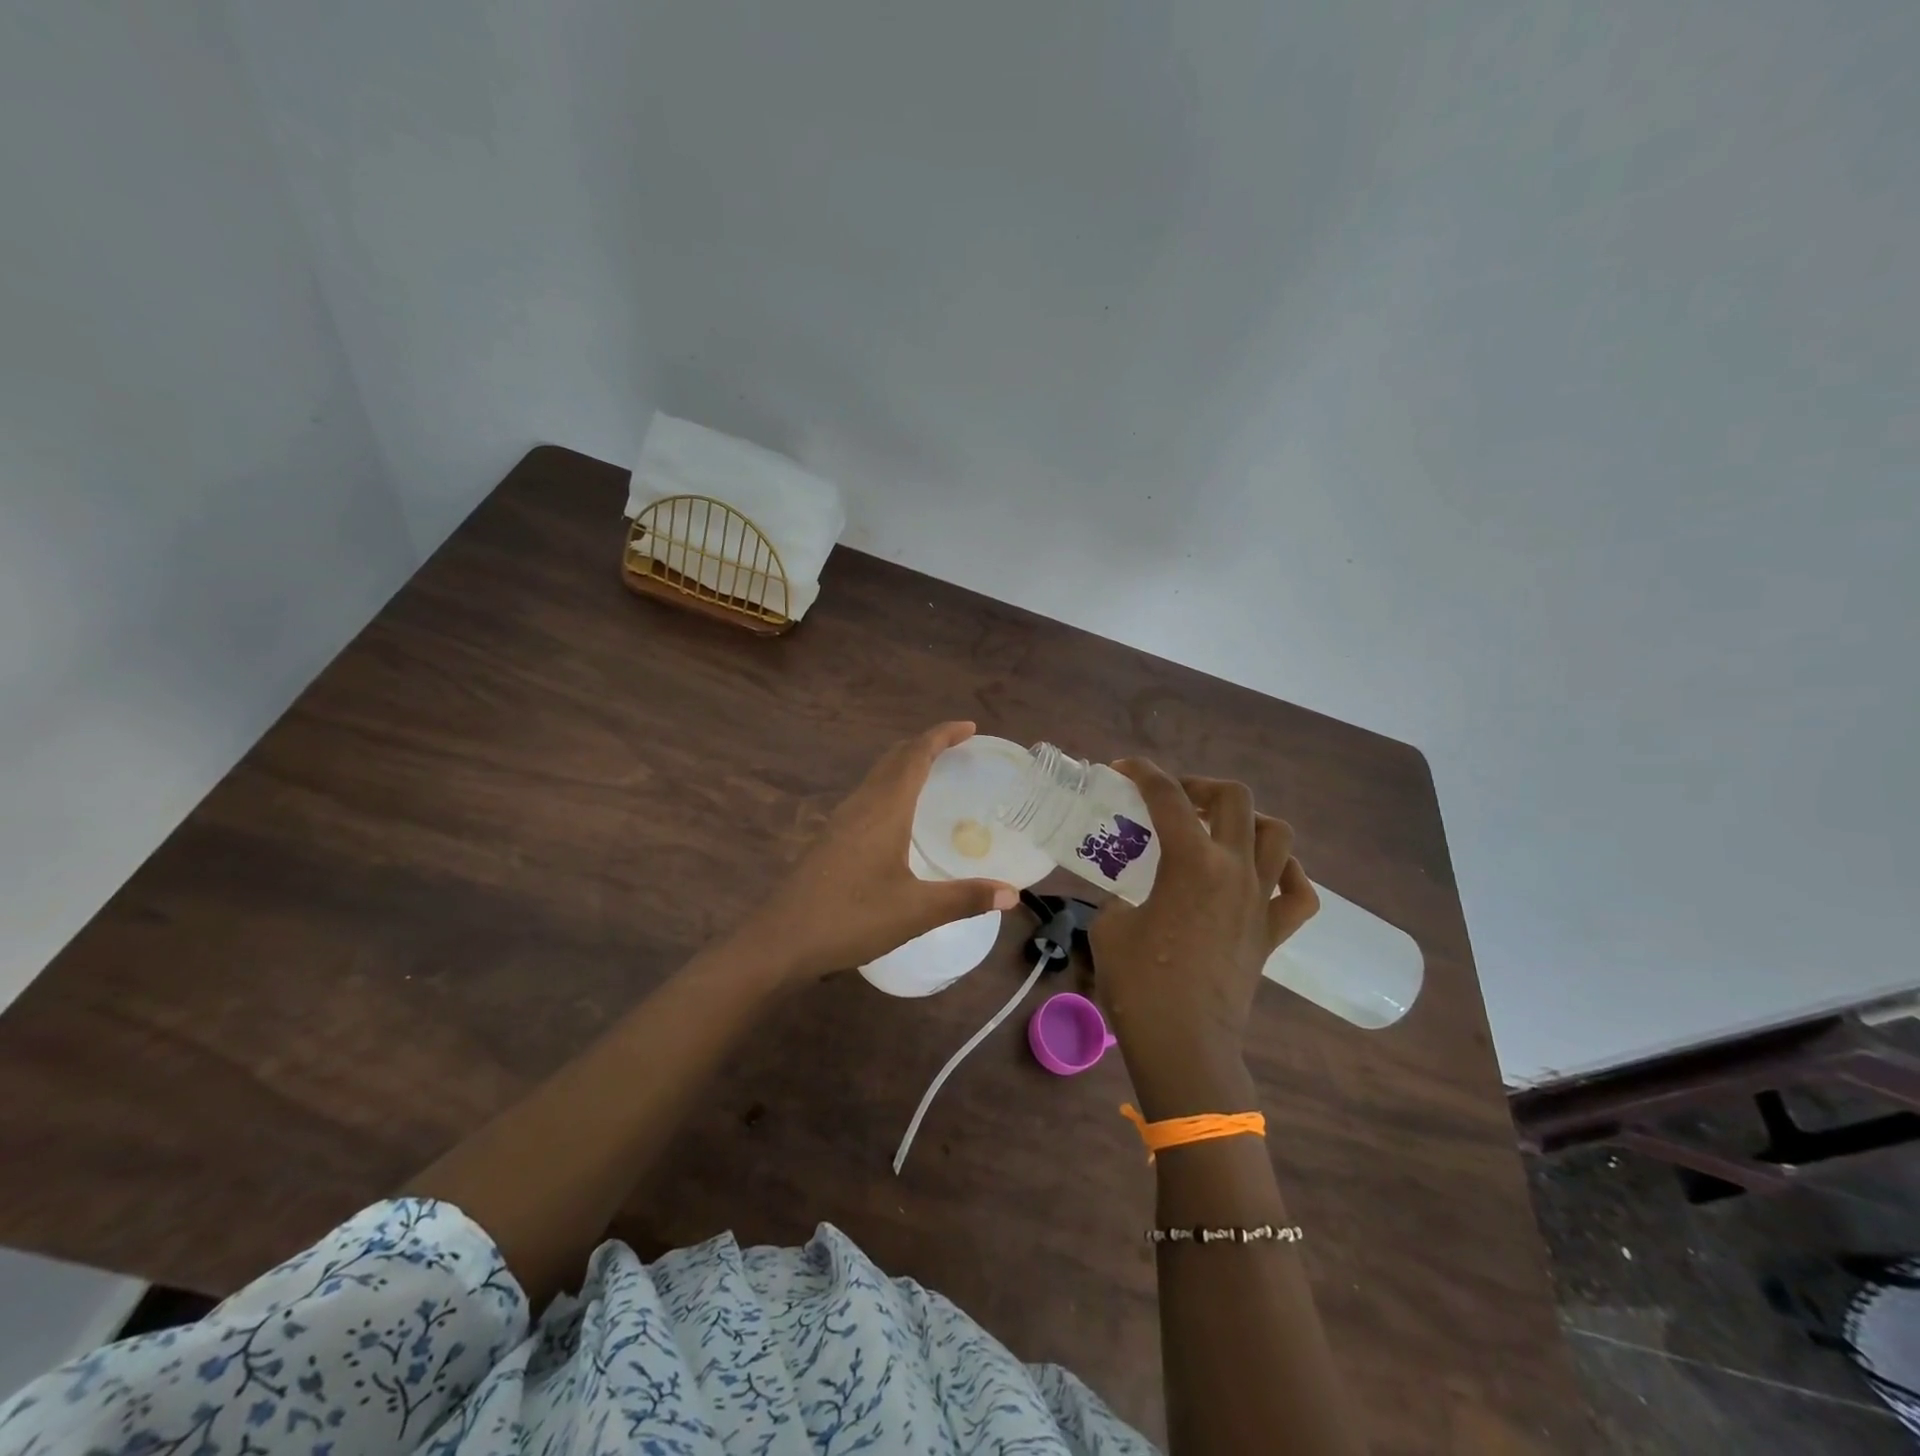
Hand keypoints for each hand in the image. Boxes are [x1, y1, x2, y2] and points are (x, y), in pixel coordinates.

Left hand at [743, 722, 1019, 980]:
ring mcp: (841, 821)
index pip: (915, 755)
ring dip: (906, 765)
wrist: (781, 941)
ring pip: (877, 776)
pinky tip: (900, 818)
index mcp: (884, 809)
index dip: (942, 735)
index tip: (969, 727)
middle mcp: (861, 805)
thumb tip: (1012, 894)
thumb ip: (965, 898)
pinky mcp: (830, 839)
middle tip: (957, 748)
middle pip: (894, 758)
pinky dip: (891, 788)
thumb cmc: (851, 918)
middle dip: (925, 745)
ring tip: (934, 775)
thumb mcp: (916, 911)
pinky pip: (867, 796)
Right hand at [1090, 759, 1317, 1112]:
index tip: (1122, 769)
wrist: (1185, 1044)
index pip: (1166, 796)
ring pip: (1277, 834)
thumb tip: (1127, 895)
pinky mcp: (1273, 933)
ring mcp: (1261, 900)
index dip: (1142, 772)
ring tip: (1217, 831)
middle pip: (1234, 798)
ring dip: (1247, 820)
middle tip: (1173, 801)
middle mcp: (1235, 869)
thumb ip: (1118, 896)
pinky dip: (1287, 873)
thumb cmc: (1140, 984)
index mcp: (1191, 862)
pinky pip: (1299, 892)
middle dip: (1200, 786)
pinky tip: (1263, 873)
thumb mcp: (1109, 926)